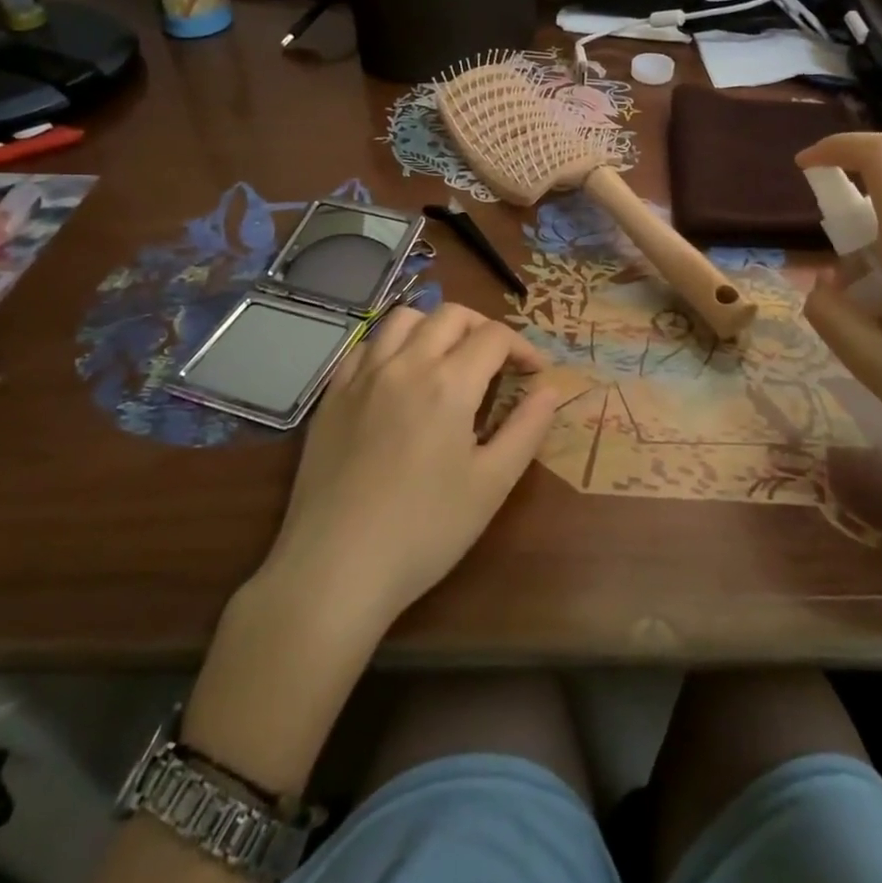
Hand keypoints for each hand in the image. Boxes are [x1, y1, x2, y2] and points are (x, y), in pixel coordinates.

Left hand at [261, 302, 563, 639]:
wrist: (336, 567)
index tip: (534, 373)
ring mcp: (362, 376)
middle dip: (483, 327)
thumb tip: (549, 389)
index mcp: (448, 383)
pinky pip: (365, 345)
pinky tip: (399, 377)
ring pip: (403, 319)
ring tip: (447, 358)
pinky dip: (392, 345)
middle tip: (497, 361)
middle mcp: (404, 364)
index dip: (522, 347)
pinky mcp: (332, 395)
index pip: (493, 336)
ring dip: (435, 326)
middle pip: (450, 315)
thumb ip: (526, 429)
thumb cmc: (425, 531)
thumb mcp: (491, 485)